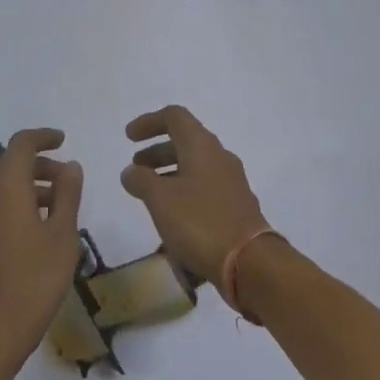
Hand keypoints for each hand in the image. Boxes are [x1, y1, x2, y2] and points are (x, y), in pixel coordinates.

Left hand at [0, 129, 85, 366]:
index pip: (21, 144)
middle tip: (70, 177)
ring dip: (33, 184)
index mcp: (7, 187)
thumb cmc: (35, 278)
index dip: (43, 137)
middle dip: (41, 163)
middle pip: (12, 163)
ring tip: (64, 204)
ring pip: (7, 185)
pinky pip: (2, 205)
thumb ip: (68, 194)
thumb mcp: (63, 234)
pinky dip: (23, 202)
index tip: (64, 140)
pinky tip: (46, 227)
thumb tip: (70, 166)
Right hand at [120, 106, 270, 291]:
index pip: (174, 117)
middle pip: (185, 142)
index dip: (149, 122)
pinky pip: (204, 189)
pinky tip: (171, 216)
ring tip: (149, 195)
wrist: (250, 262)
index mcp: (202, 146)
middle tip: (136, 168)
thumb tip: (131, 171)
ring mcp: (231, 183)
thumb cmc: (200, 222)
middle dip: (156, 152)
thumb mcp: (160, 199)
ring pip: (195, 167)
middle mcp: (220, 158)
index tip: (129, 138)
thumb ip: (140, 180)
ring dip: (169, 173)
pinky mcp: (236, 206)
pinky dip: (183, 192)